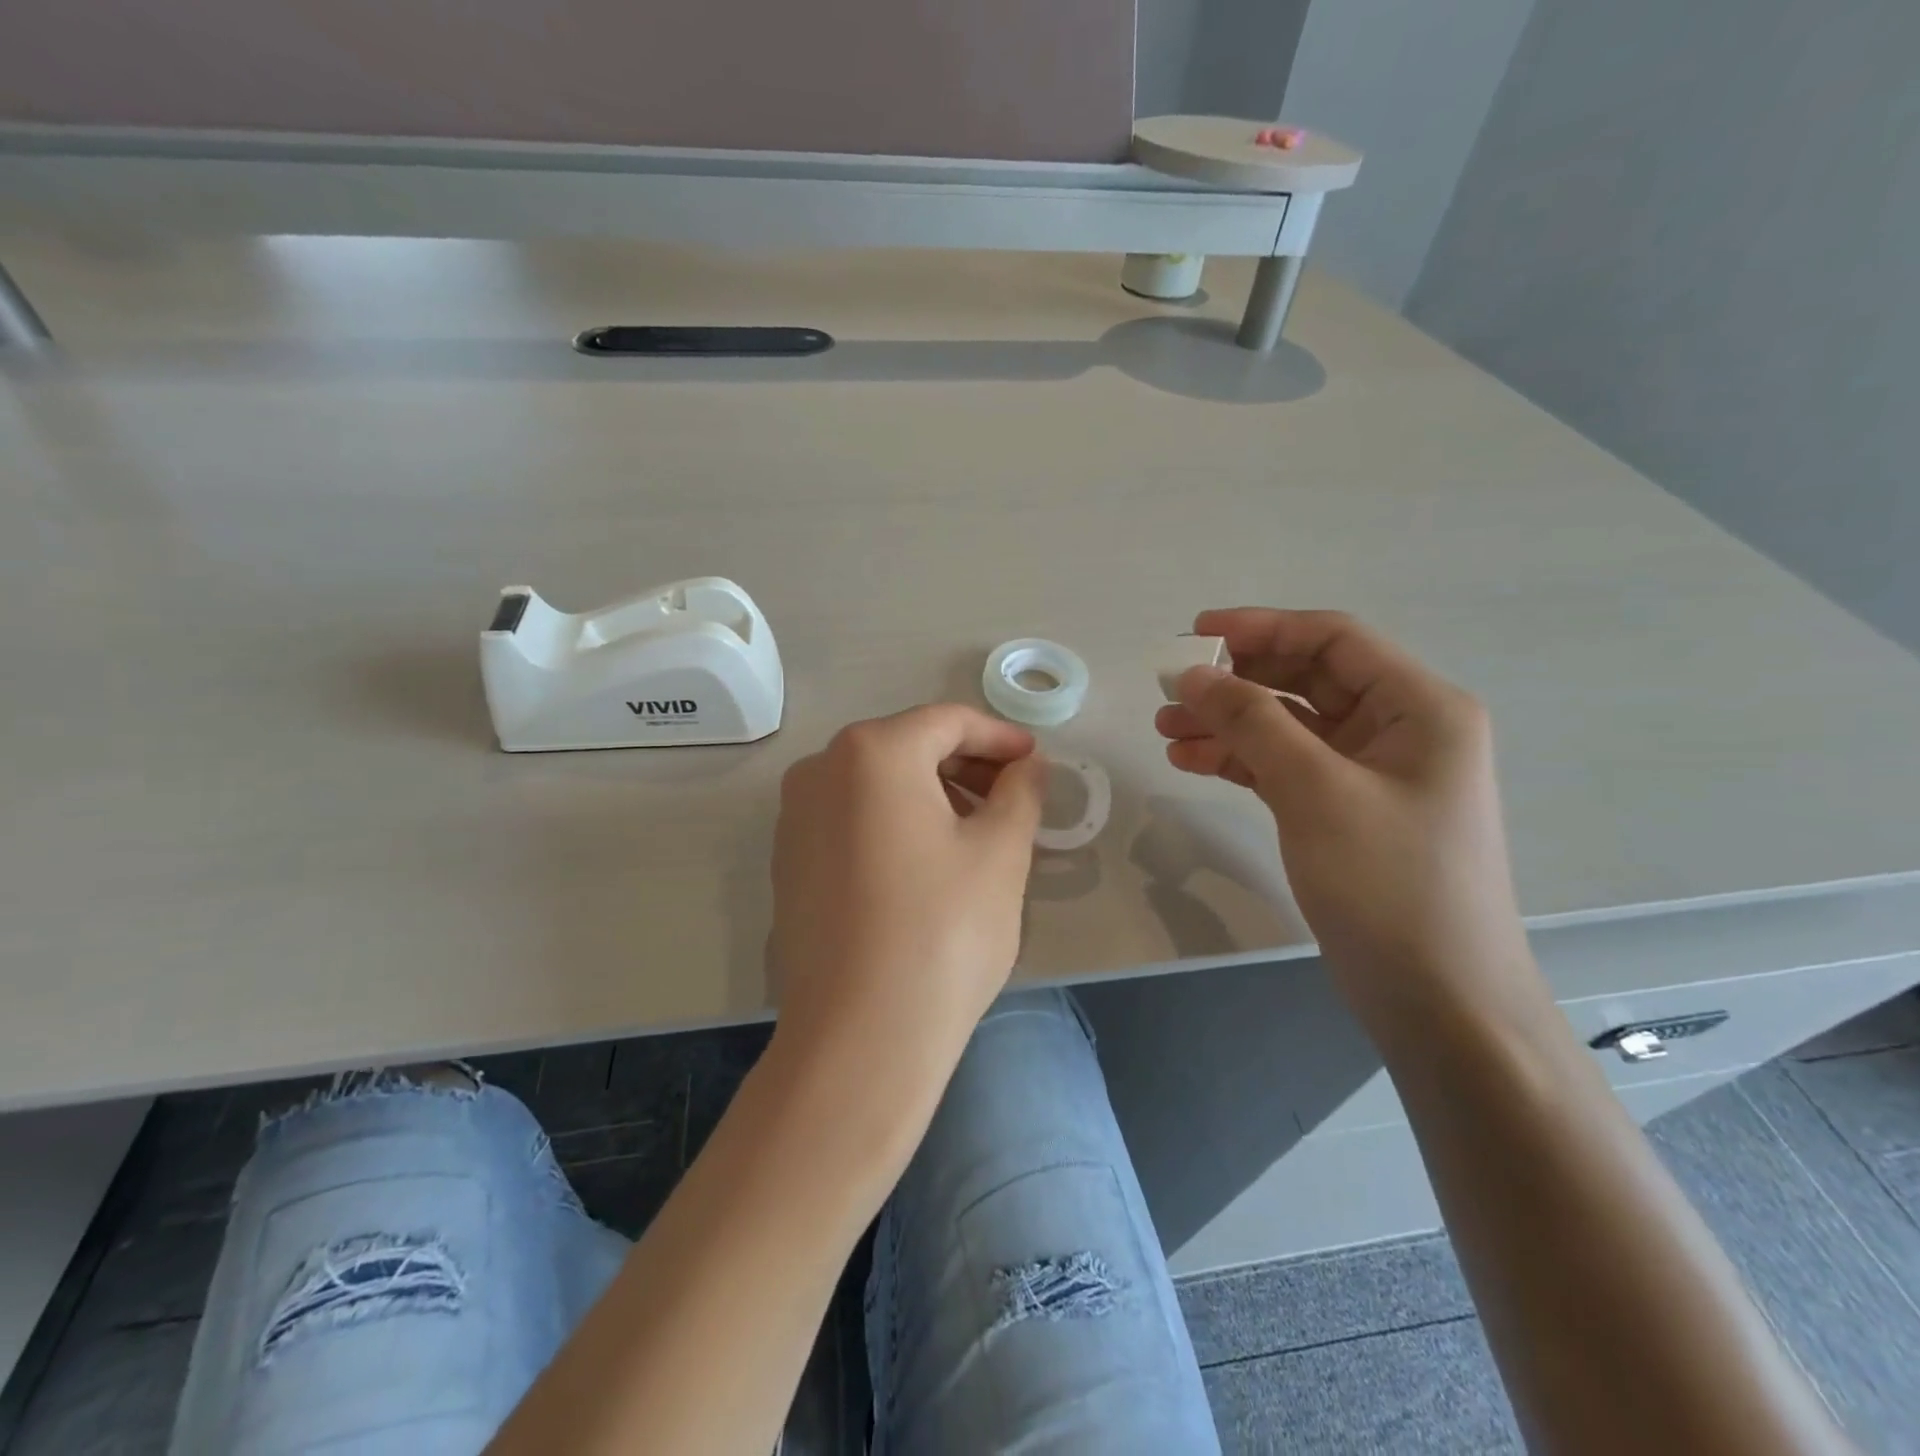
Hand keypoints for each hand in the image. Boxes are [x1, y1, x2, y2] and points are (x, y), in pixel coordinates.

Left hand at [769, 704, 1046, 1085]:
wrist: (859, 1038)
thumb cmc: (943, 932)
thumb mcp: (1001, 852)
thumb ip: (1021, 791)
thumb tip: (1028, 764)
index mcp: (871, 752)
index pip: (948, 721)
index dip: (1000, 737)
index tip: (1036, 762)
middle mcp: (820, 770)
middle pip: (908, 747)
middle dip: (967, 765)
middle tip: (1014, 798)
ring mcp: (795, 817)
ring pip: (878, 783)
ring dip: (933, 793)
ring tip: (978, 831)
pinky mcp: (789, 862)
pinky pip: (852, 818)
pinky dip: (896, 822)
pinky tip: (928, 862)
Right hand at [1155, 609, 1533, 1030]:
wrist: (1437, 999)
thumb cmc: (1389, 884)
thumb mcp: (1316, 791)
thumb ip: (1252, 722)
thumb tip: (1192, 673)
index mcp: (1418, 707)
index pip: (1333, 640)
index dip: (1261, 627)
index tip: (1194, 633)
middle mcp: (1398, 729)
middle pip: (1305, 680)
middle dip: (1236, 680)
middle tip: (1169, 689)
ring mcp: (1370, 774)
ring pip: (1287, 725)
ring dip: (1227, 723)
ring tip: (1165, 730)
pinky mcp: (1343, 811)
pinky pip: (1284, 766)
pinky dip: (1239, 760)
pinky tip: (1191, 761)